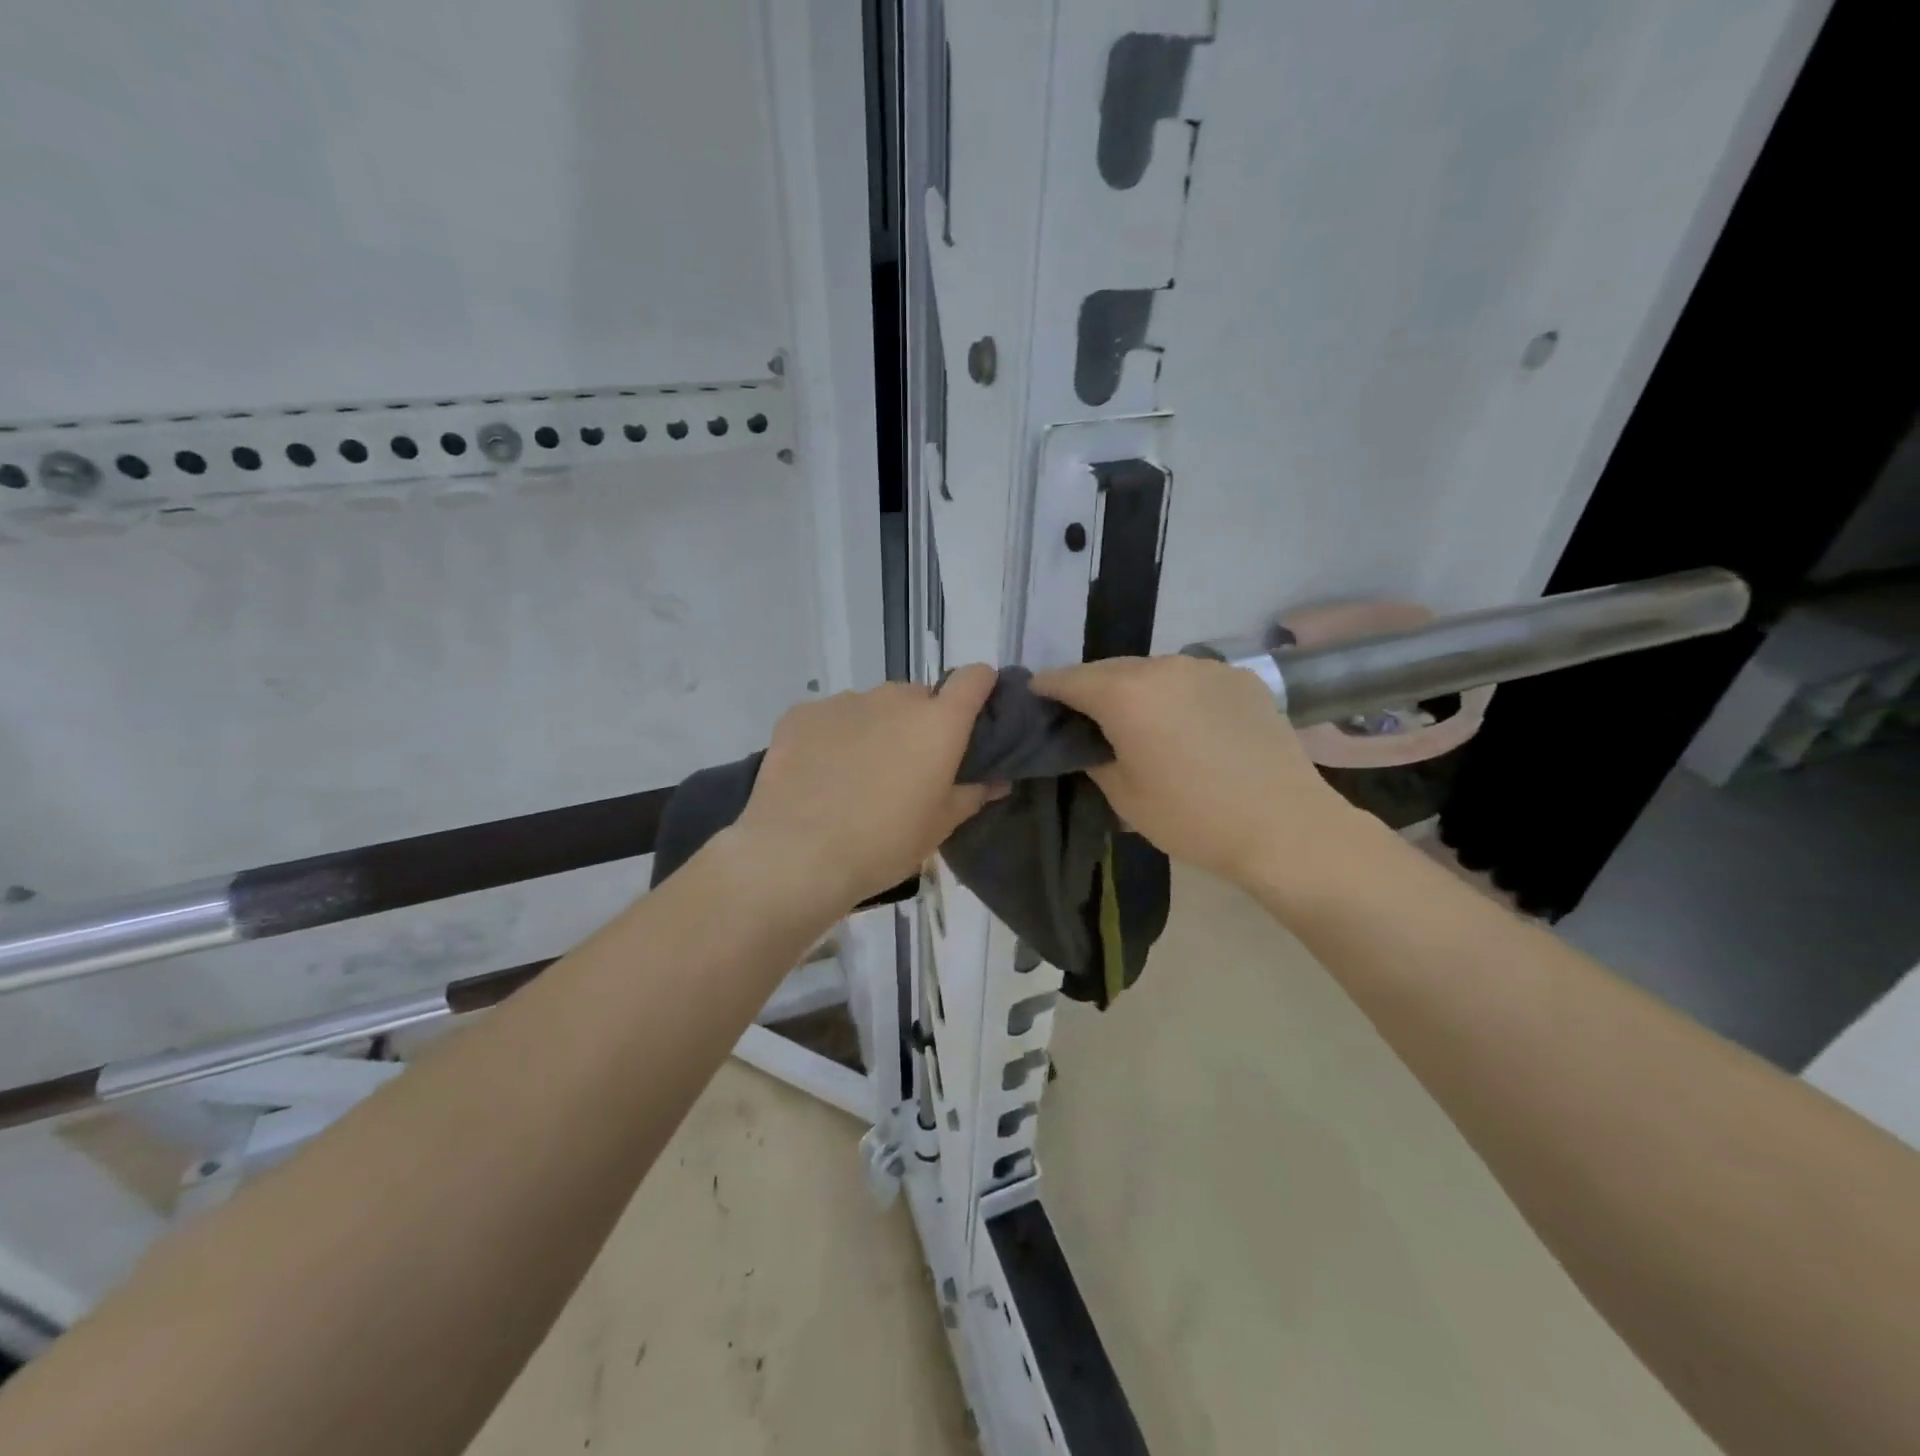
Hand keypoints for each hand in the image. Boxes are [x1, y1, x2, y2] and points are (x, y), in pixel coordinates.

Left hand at [735, 665, 1003, 907]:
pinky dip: (833, 736)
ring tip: (856, 775)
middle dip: (919, 723)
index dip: (979, 688)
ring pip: (873, 707)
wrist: (796, 856)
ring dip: (875, 728)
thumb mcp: (937, 827)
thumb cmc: (883, 844)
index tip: (973, 714)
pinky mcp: (802, 713)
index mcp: (938, 723)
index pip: (973, 678)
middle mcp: (894, 698)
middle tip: (907, 767)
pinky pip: (830, 717)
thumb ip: (971, 795)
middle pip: (919, 697)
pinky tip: (819, 774)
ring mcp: (845, 701)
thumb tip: (996, 781)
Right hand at [1031, 655, 1357, 889]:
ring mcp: (1207, 667)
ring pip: (1152, 671)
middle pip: (1109, 670)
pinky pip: (1190, 679)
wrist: (1285, 825)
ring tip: (1140, 724)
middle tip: (1084, 720)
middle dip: (1091, 690)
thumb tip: (1085, 740)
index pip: (1068, 679)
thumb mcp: (1124, 795)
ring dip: (1135, 690)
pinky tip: (1187, 726)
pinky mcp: (1240, 677)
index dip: (1045, 690)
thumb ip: (1092, 756)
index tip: (1035, 702)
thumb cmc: (1193, 817)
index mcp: (1125, 693)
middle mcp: (1163, 665)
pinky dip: (1176, 694)